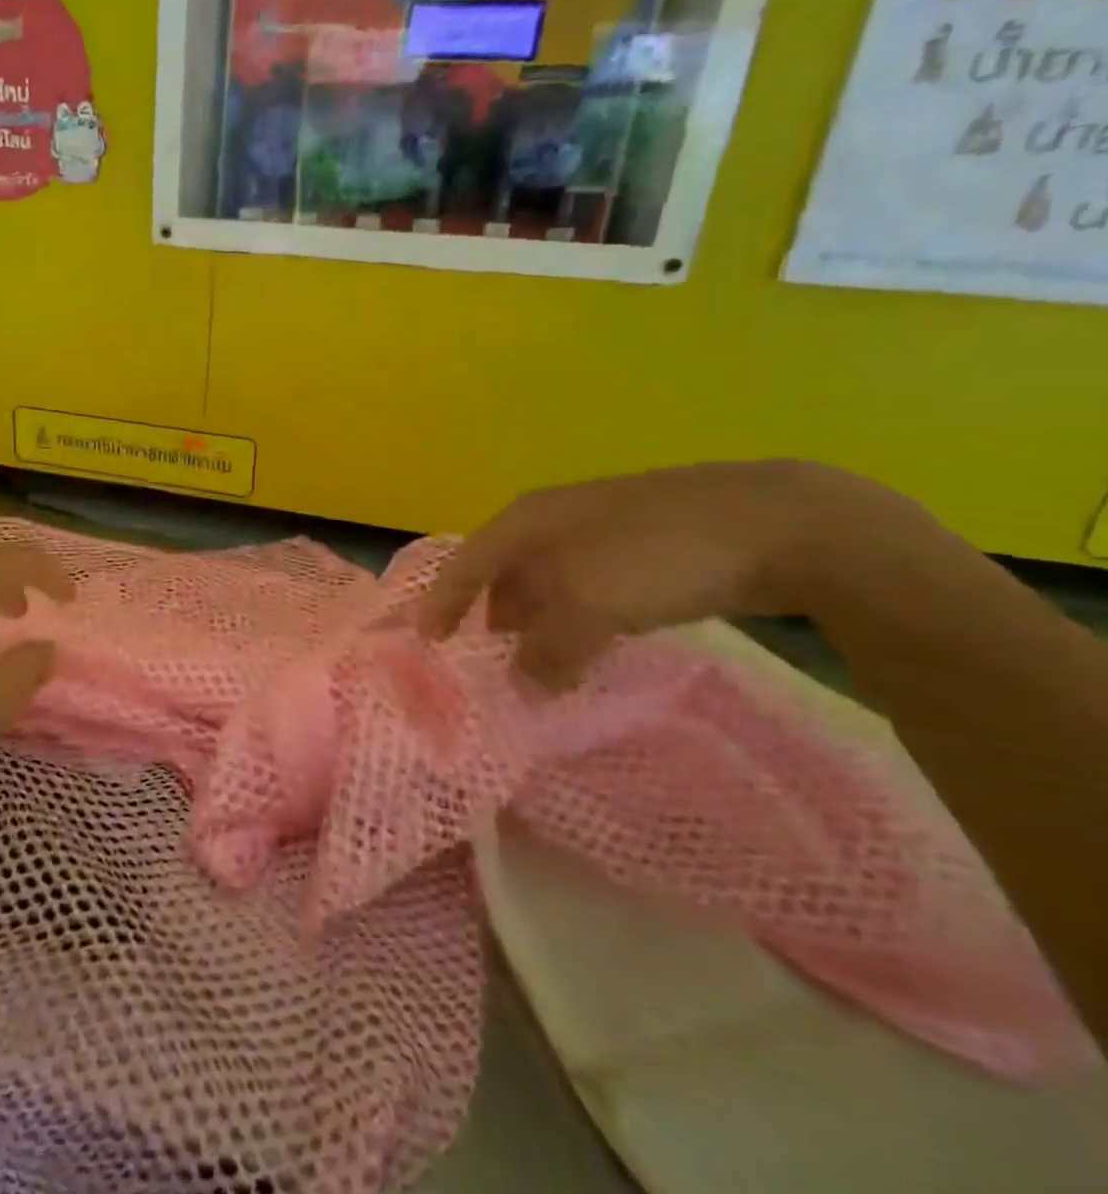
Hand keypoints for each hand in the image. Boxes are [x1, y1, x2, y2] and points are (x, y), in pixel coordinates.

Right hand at [419, 461, 877, 691]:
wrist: (777, 523)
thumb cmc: (655, 555)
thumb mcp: (588, 606)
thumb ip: (546, 651)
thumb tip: (522, 689)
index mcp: (528, 519)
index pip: (467, 561)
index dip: (444, 600)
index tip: (429, 640)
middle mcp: (556, 517)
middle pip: (505, 568)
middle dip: (492, 611)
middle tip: (488, 656)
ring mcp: (604, 527)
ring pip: (551, 578)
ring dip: (539, 619)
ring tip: (540, 657)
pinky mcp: (647, 545)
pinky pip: (591, 585)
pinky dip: (580, 616)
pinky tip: (597, 639)